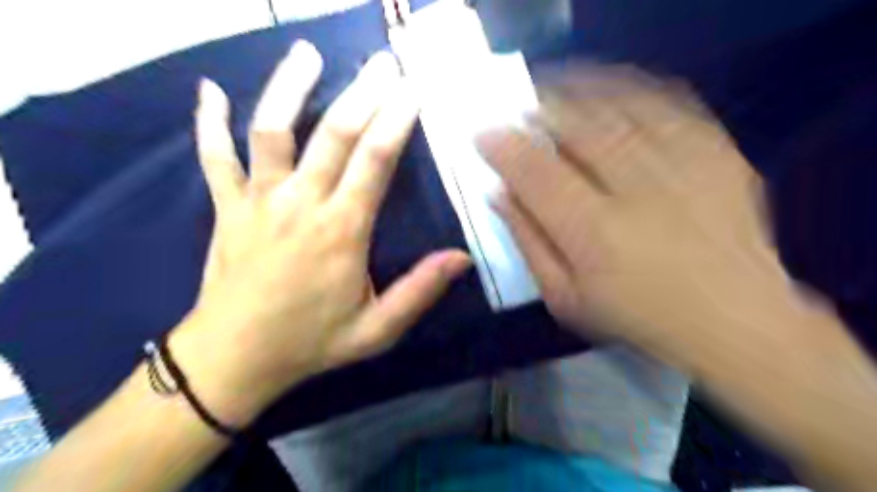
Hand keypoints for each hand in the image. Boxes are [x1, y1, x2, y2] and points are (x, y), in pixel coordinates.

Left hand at [174, 43, 473, 426]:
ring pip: (272, 130)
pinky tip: (210, 91)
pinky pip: (214, 156)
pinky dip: (209, 121)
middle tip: (383, 62)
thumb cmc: (310, 343)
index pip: (375, 160)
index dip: (396, 120)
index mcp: (342, 231)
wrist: (234, 358)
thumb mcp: (376, 330)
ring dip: (289, 87)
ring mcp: (258, 201)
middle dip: (362, 92)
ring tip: (306, 53)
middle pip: (334, 133)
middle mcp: (301, 204)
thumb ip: (419, 292)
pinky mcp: (226, 207)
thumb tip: (462, 258)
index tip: (413, 90)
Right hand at [478, 67, 796, 371]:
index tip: (483, 135)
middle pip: (576, 128)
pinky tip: (610, 98)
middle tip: (521, 110)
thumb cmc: (635, 316)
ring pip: (618, 109)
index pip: (534, 171)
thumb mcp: (564, 297)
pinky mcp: (715, 155)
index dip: (502, 146)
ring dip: (578, 94)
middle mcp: (634, 192)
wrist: (732, 319)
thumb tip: (499, 195)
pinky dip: (630, 94)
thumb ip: (528, 243)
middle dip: (540, 111)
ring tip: (557, 95)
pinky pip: (666, 106)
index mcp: (592, 232)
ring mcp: (680, 168)